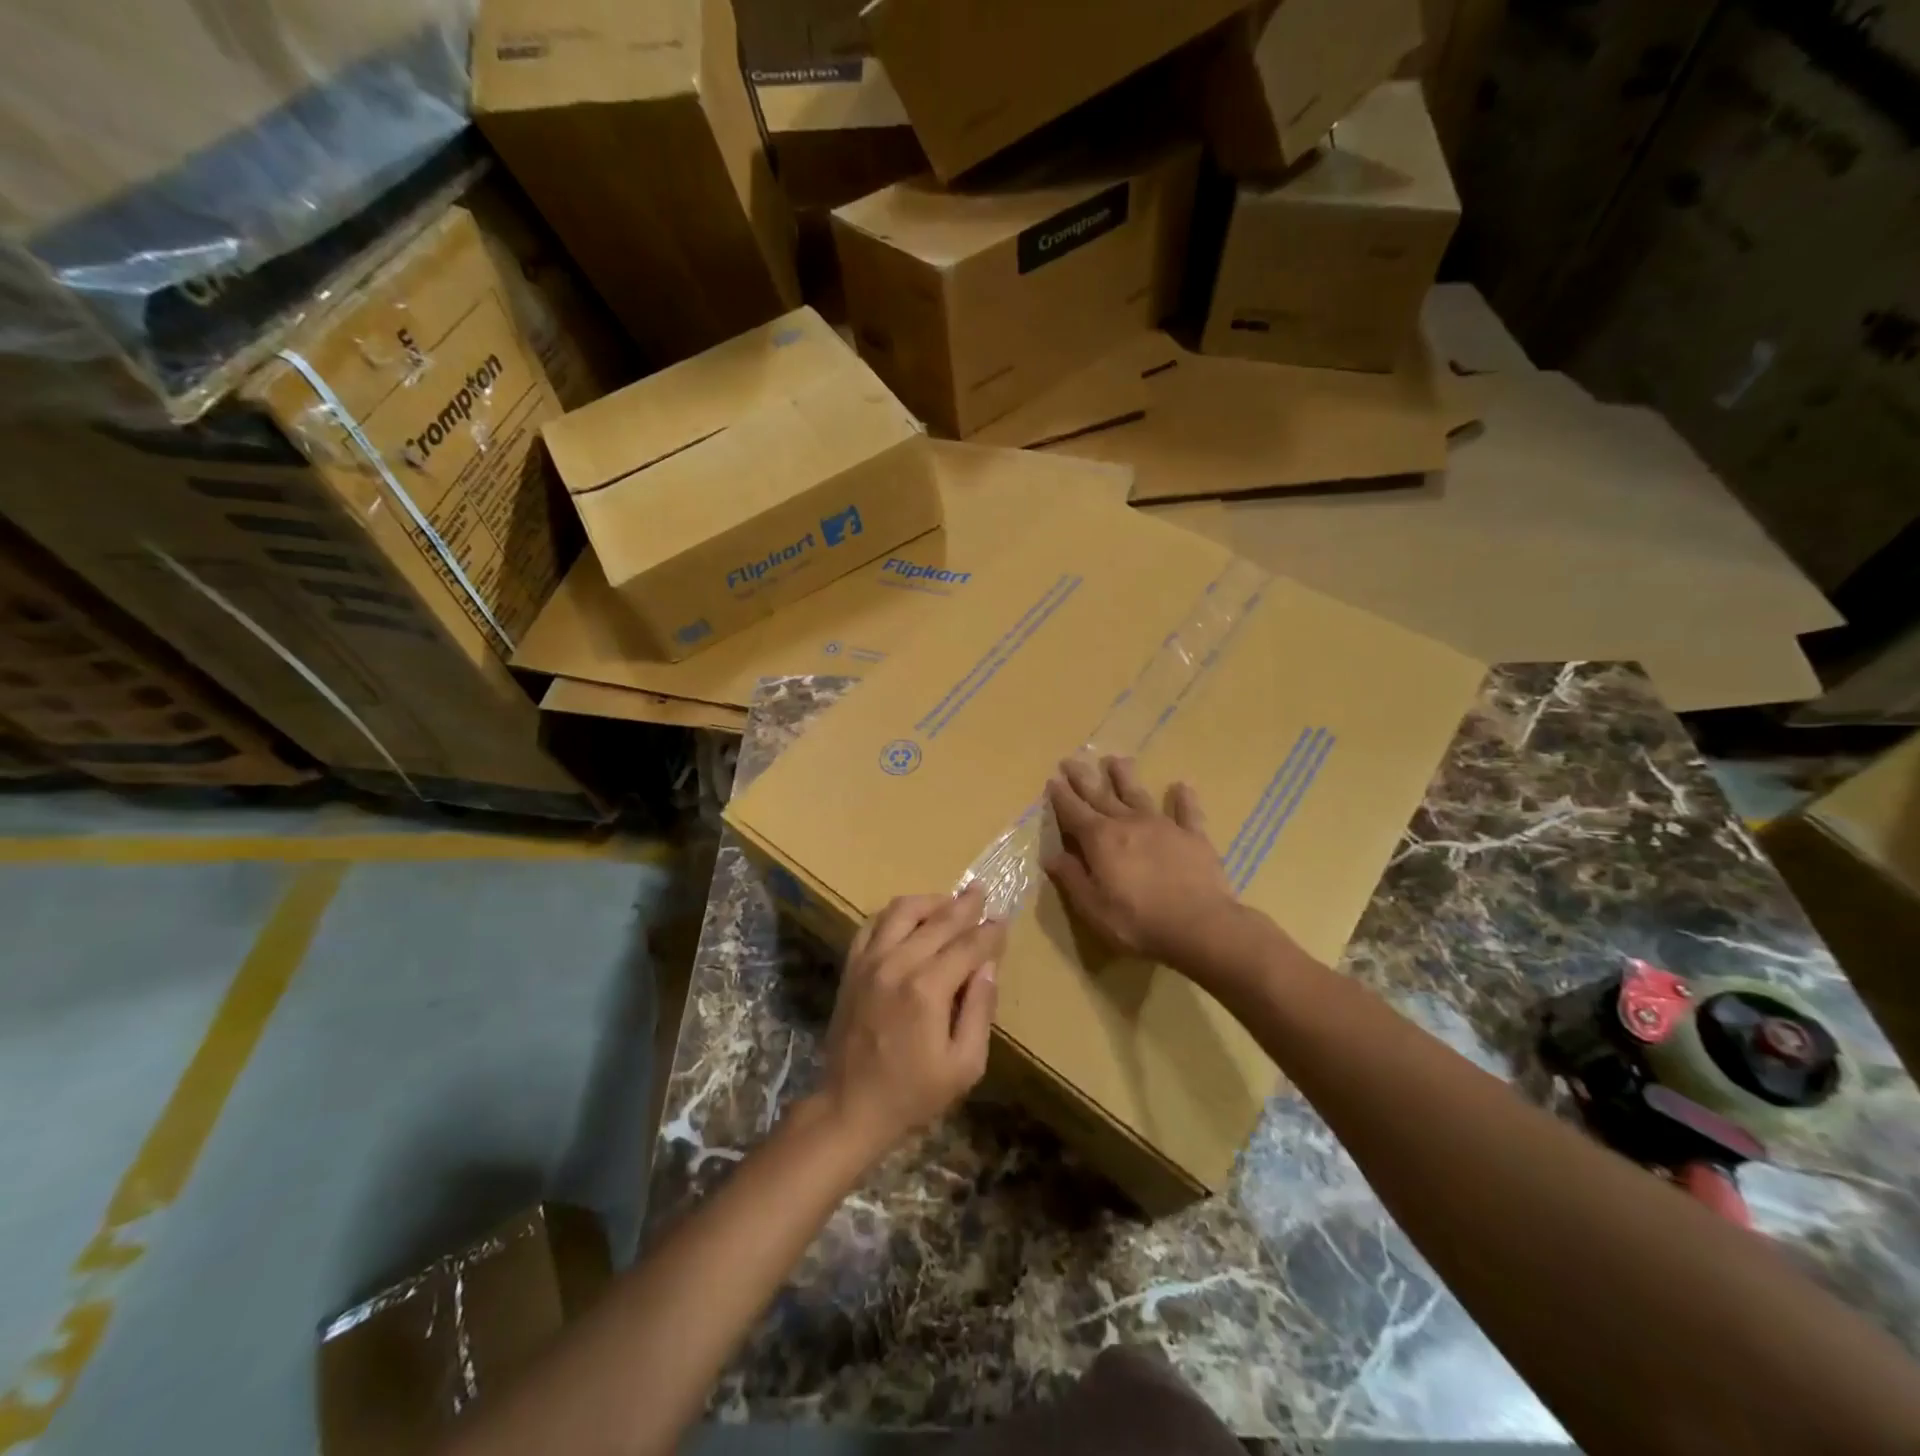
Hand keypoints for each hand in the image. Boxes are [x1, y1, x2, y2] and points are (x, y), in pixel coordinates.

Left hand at [817, 885, 1003, 1164]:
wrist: (849, 1108)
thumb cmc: (913, 1094)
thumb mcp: (964, 1066)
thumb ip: (980, 1011)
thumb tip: (988, 966)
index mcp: (927, 990)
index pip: (968, 946)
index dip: (989, 933)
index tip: (1003, 922)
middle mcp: (897, 965)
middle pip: (938, 921)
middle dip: (965, 905)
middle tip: (982, 892)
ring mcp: (869, 962)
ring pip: (902, 911)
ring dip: (929, 902)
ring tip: (948, 903)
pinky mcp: (852, 967)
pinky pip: (872, 924)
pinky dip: (895, 915)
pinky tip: (910, 919)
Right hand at [1044, 756, 1240, 967]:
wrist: (1200, 926)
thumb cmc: (1138, 922)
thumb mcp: (1093, 907)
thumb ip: (1072, 878)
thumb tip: (1052, 856)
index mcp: (1100, 840)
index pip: (1074, 812)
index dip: (1061, 797)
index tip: (1052, 780)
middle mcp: (1128, 823)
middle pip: (1101, 795)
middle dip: (1083, 778)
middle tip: (1071, 760)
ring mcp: (1163, 826)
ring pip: (1138, 794)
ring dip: (1125, 776)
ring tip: (1116, 759)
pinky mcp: (1193, 836)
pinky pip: (1187, 812)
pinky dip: (1183, 798)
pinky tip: (1181, 785)